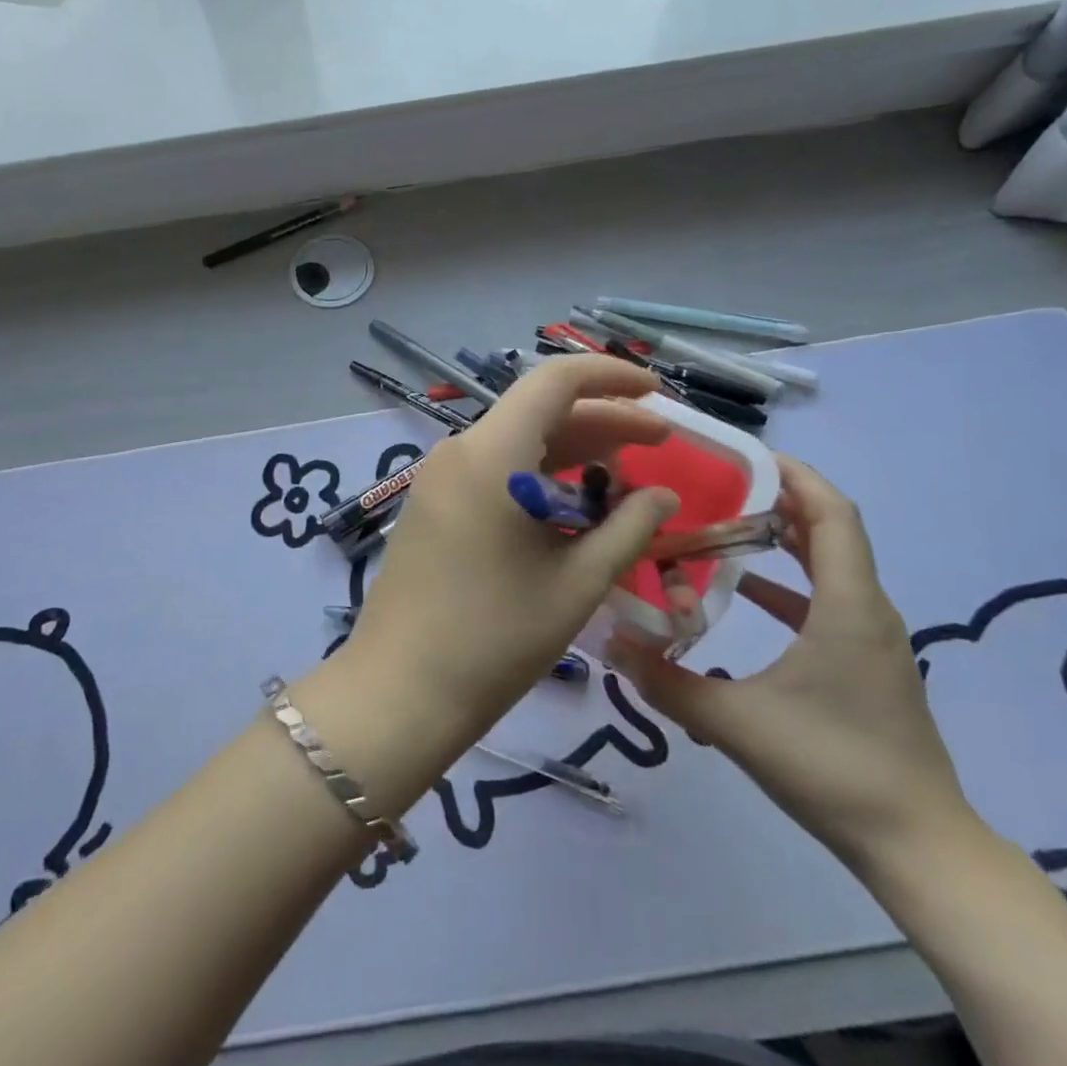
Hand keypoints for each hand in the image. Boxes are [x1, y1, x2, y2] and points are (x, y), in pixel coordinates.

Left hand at [338, 355, 680, 755]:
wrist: (401, 689)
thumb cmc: (495, 637)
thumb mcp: (577, 583)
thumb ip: (629, 528)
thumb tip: (664, 496)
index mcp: (492, 453)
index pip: (555, 380)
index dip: (610, 376)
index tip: (655, 392)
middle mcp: (459, 450)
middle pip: (539, 412)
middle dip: (602, 422)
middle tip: (659, 444)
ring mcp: (439, 477)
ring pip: (516, 442)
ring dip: (572, 452)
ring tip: (624, 481)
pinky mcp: (431, 504)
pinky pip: (492, 470)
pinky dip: (537, 476)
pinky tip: (572, 508)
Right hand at [609, 456, 975, 875]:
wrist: (919, 848)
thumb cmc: (834, 767)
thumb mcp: (737, 723)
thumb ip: (667, 683)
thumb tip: (607, 643)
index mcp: (848, 606)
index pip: (833, 515)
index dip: (798, 476)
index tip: (750, 454)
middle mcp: (867, 611)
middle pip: (832, 533)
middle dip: (781, 501)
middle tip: (722, 486)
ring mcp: (871, 640)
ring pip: (831, 568)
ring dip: (785, 541)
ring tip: (726, 527)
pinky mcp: (866, 666)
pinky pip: (828, 602)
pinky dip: (789, 586)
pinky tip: (746, 596)